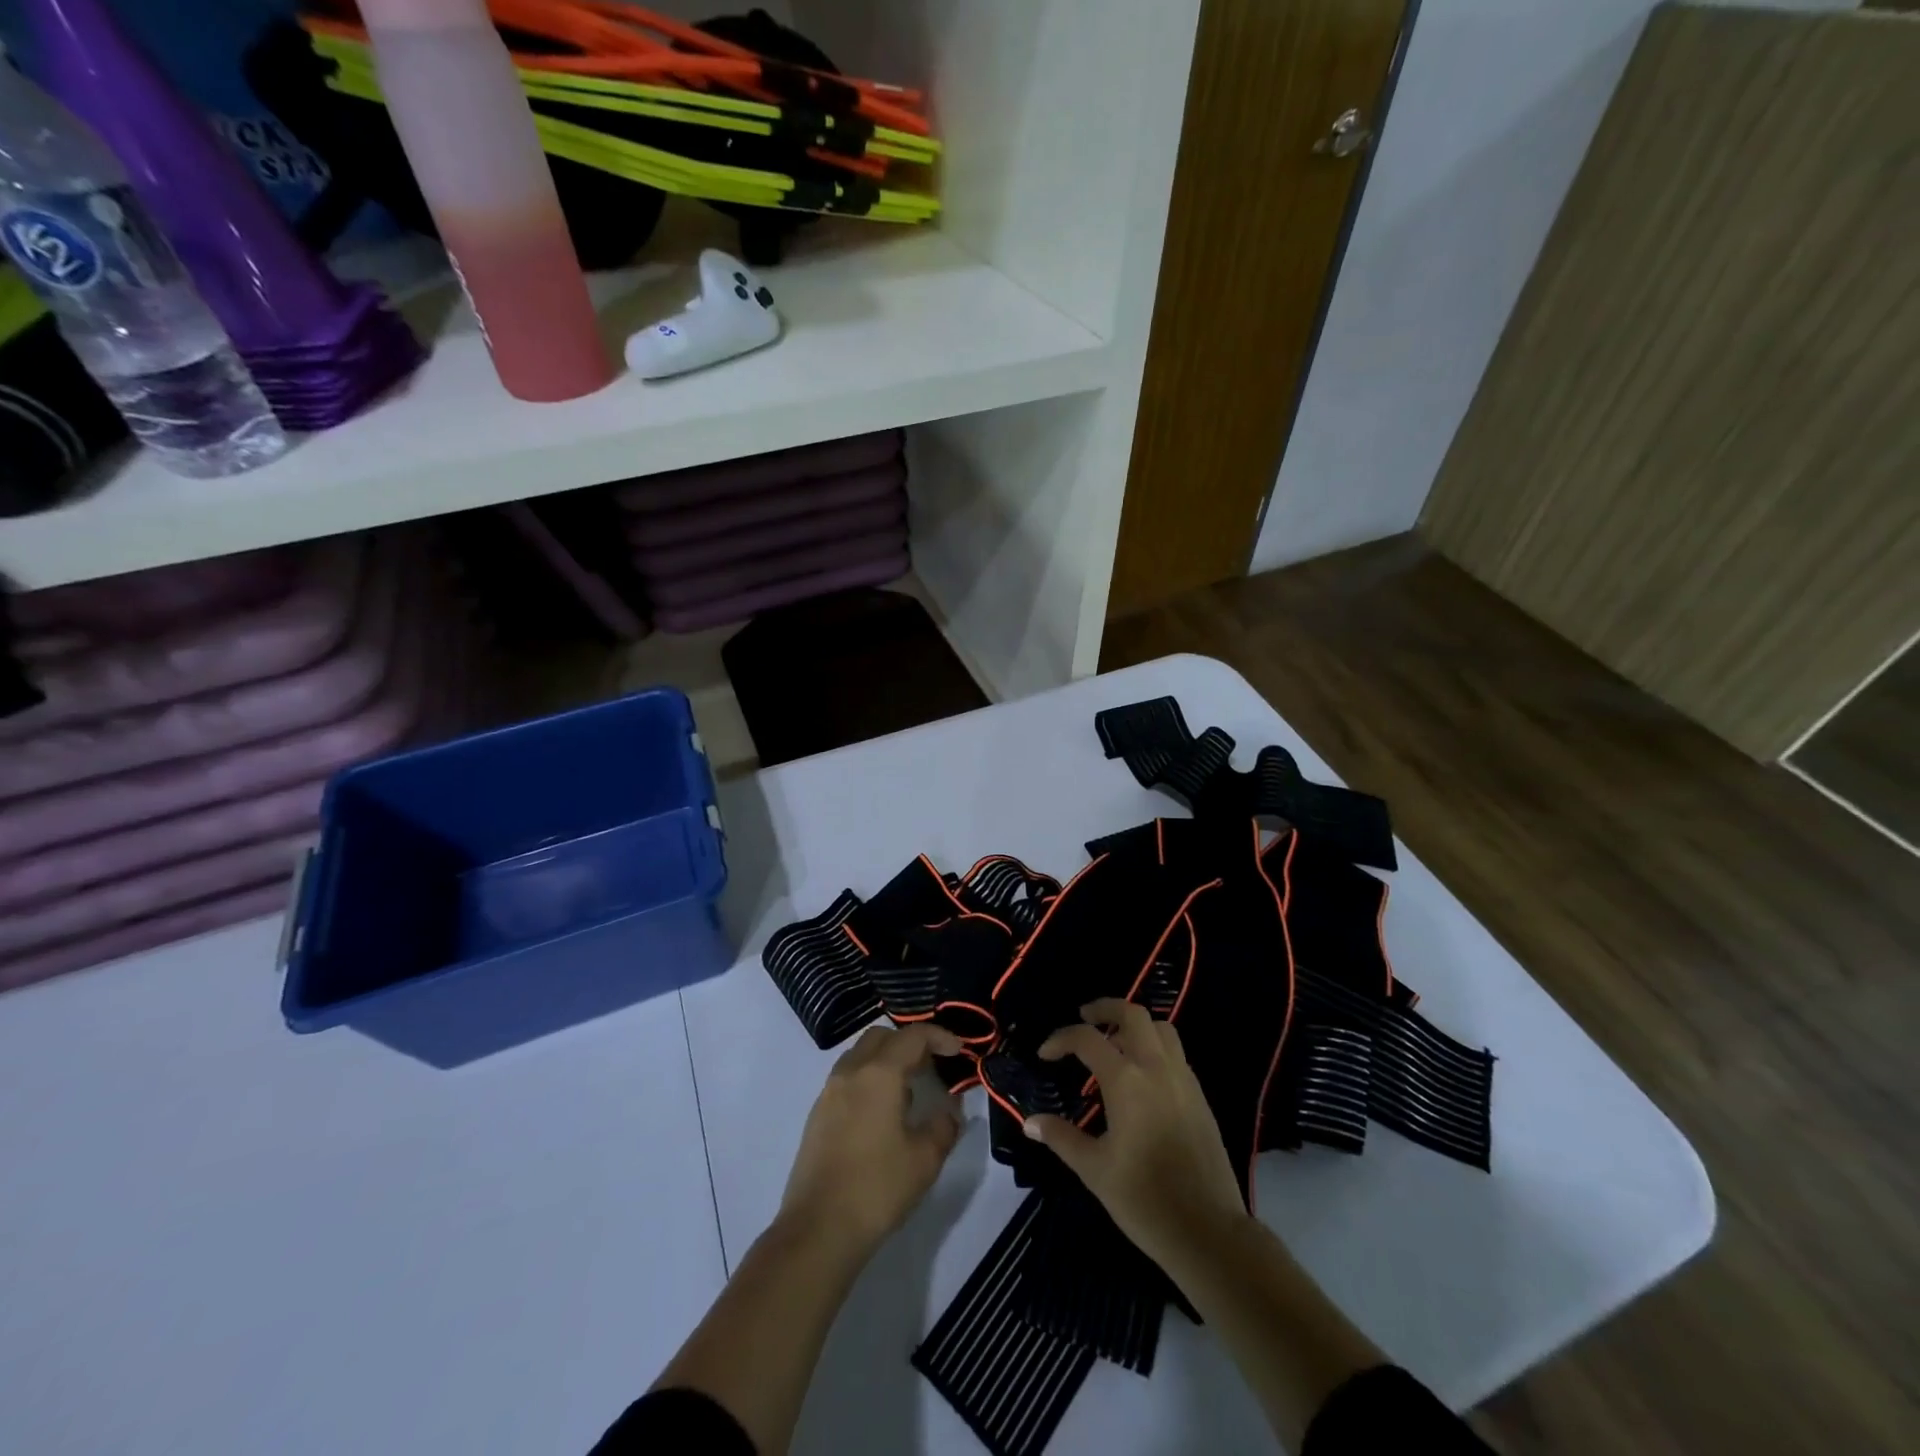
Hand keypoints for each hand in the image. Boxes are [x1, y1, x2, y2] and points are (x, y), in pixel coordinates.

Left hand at [779, 1023, 964, 1257]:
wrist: (818, 1230)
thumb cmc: (877, 1188)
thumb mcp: (925, 1160)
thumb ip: (944, 1126)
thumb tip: (949, 1110)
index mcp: (878, 1074)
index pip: (912, 1036)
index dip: (939, 1036)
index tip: (959, 1050)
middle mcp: (850, 1072)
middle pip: (882, 1037)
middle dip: (909, 1042)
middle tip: (932, 1065)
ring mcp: (829, 1092)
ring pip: (861, 1055)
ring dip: (886, 1059)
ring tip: (909, 1090)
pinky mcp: (817, 1115)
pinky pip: (847, 1078)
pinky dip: (869, 1078)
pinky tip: (883, 1113)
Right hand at [1023, 998, 1247, 1269]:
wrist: (1208, 1231)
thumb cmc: (1144, 1199)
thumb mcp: (1094, 1169)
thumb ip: (1061, 1137)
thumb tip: (1031, 1121)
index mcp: (1127, 1080)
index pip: (1087, 1039)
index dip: (1061, 1039)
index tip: (1045, 1054)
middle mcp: (1156, 1067)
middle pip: (1132, 1013)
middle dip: (1105, 1008)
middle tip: (1084, 1017)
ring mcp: (1183, 1079)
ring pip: (1160, 1028)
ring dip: (1134, 1024)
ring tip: (1114, 1041)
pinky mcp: (1200, 1096)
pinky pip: (1175, 1053)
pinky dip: (1154, 1046)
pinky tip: (1141, 1074)